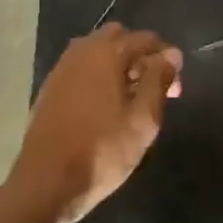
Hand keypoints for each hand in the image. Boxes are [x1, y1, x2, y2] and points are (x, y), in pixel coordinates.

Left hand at [12, 24, 182, 222]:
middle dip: (141, 56)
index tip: (177, 83)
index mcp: (106, 52)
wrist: (45, 184)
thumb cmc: (102, 150)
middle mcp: (81, 52)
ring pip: (97, 53)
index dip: (167, 57)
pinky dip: (99, 77)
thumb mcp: (143, 119)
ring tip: (133, 99)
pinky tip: (106, 107)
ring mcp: (61, 70)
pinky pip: (82, 70)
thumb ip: (158, 80)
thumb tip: (171, 55)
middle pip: (118, 38)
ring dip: (119, 66)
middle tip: (155, 87)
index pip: (145, 39)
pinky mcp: (50, 90)